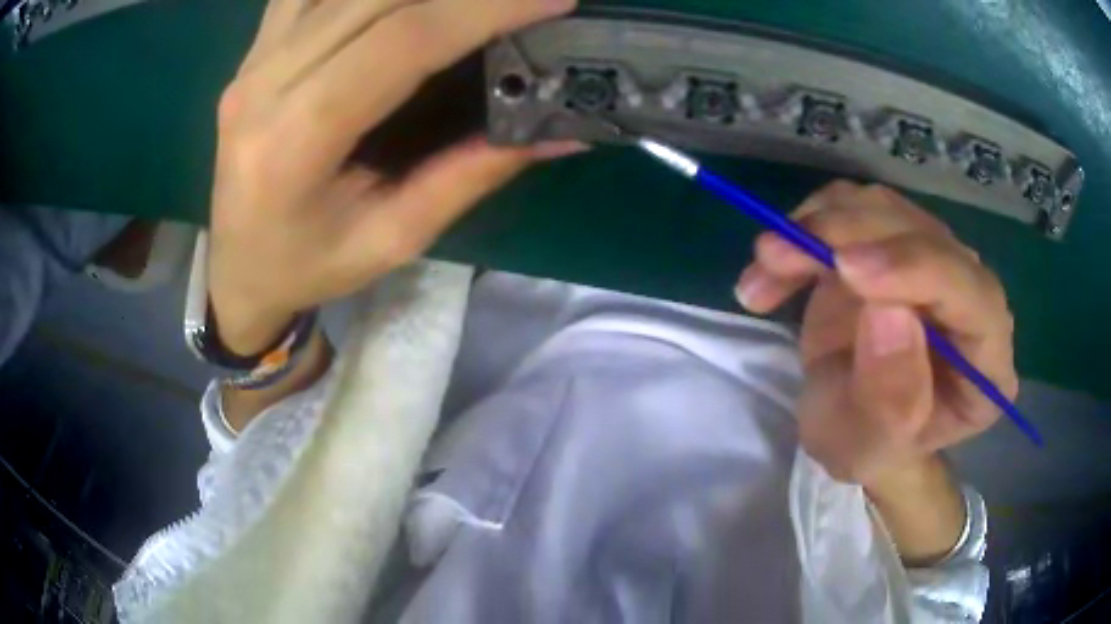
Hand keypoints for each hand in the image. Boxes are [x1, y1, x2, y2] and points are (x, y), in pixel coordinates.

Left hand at [208, 0, 579, 353]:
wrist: (237, 268)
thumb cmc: (308, 266)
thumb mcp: (392, 240)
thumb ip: (469, 176)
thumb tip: (558, 132)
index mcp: (293, 144)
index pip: (400, 43)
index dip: (482, 10)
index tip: (553, 0)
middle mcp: (263, 85)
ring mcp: (252, 61)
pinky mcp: (253, 51)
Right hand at [735, 182, 1017, 487]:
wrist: (851, 423)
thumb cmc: (869, 447)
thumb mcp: (869, 449)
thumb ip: (889, 399)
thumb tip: (888, 313)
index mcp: (987, 359)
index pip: (973, 295)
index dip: (917, 270)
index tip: (847, 270)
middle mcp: (972, 296)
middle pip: (926, 236)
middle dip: (850, 235)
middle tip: (776, 256)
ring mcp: (934, 260)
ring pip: (885, 209)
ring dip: (818, 226)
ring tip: (766, 265)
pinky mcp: (893, 241)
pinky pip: (852, 208)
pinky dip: (805, 225)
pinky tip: (773, 268)